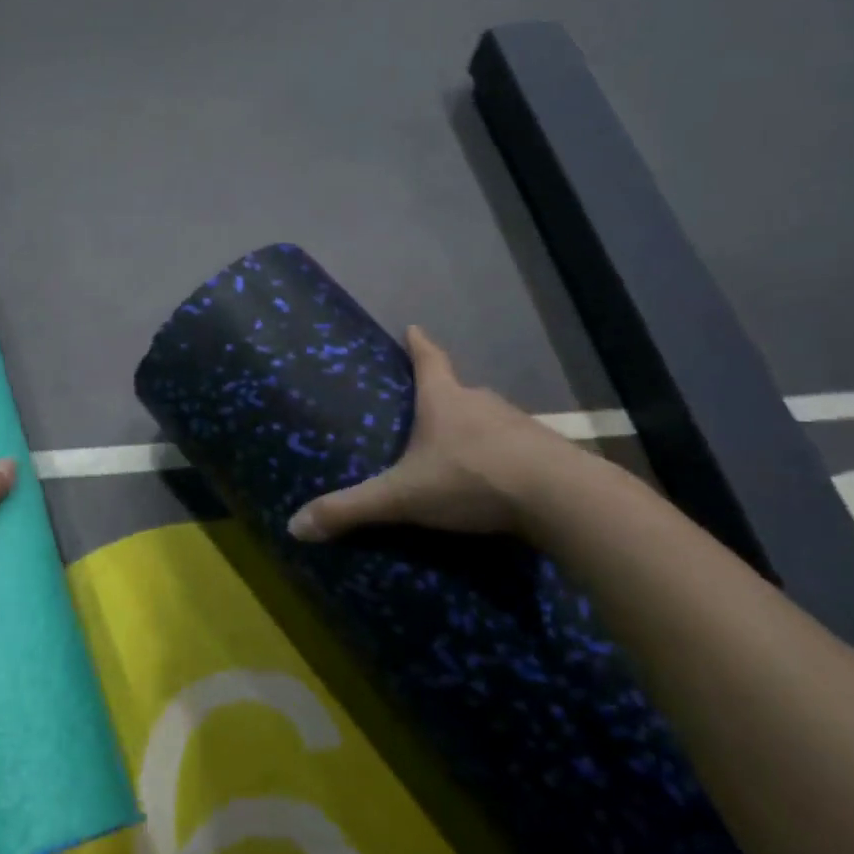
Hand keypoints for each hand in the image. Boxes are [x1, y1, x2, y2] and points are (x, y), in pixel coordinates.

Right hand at [286, 324, 581, 541]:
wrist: (558, 498)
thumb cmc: (470, 480)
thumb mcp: (402, 497)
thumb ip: (351, 509)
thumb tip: (295, 526)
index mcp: (445, 401)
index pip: (429, 361)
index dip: (419, 345)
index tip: (414, 327)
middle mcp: (482, 403)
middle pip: (460, 391)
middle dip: (444, 395)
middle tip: (427, 407)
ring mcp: (519, 425)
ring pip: (489, 419)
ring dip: (475, 428)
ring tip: (460, 449)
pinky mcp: (546, 452)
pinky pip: (516, 447)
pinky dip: (503, 457)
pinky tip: (497, 479)